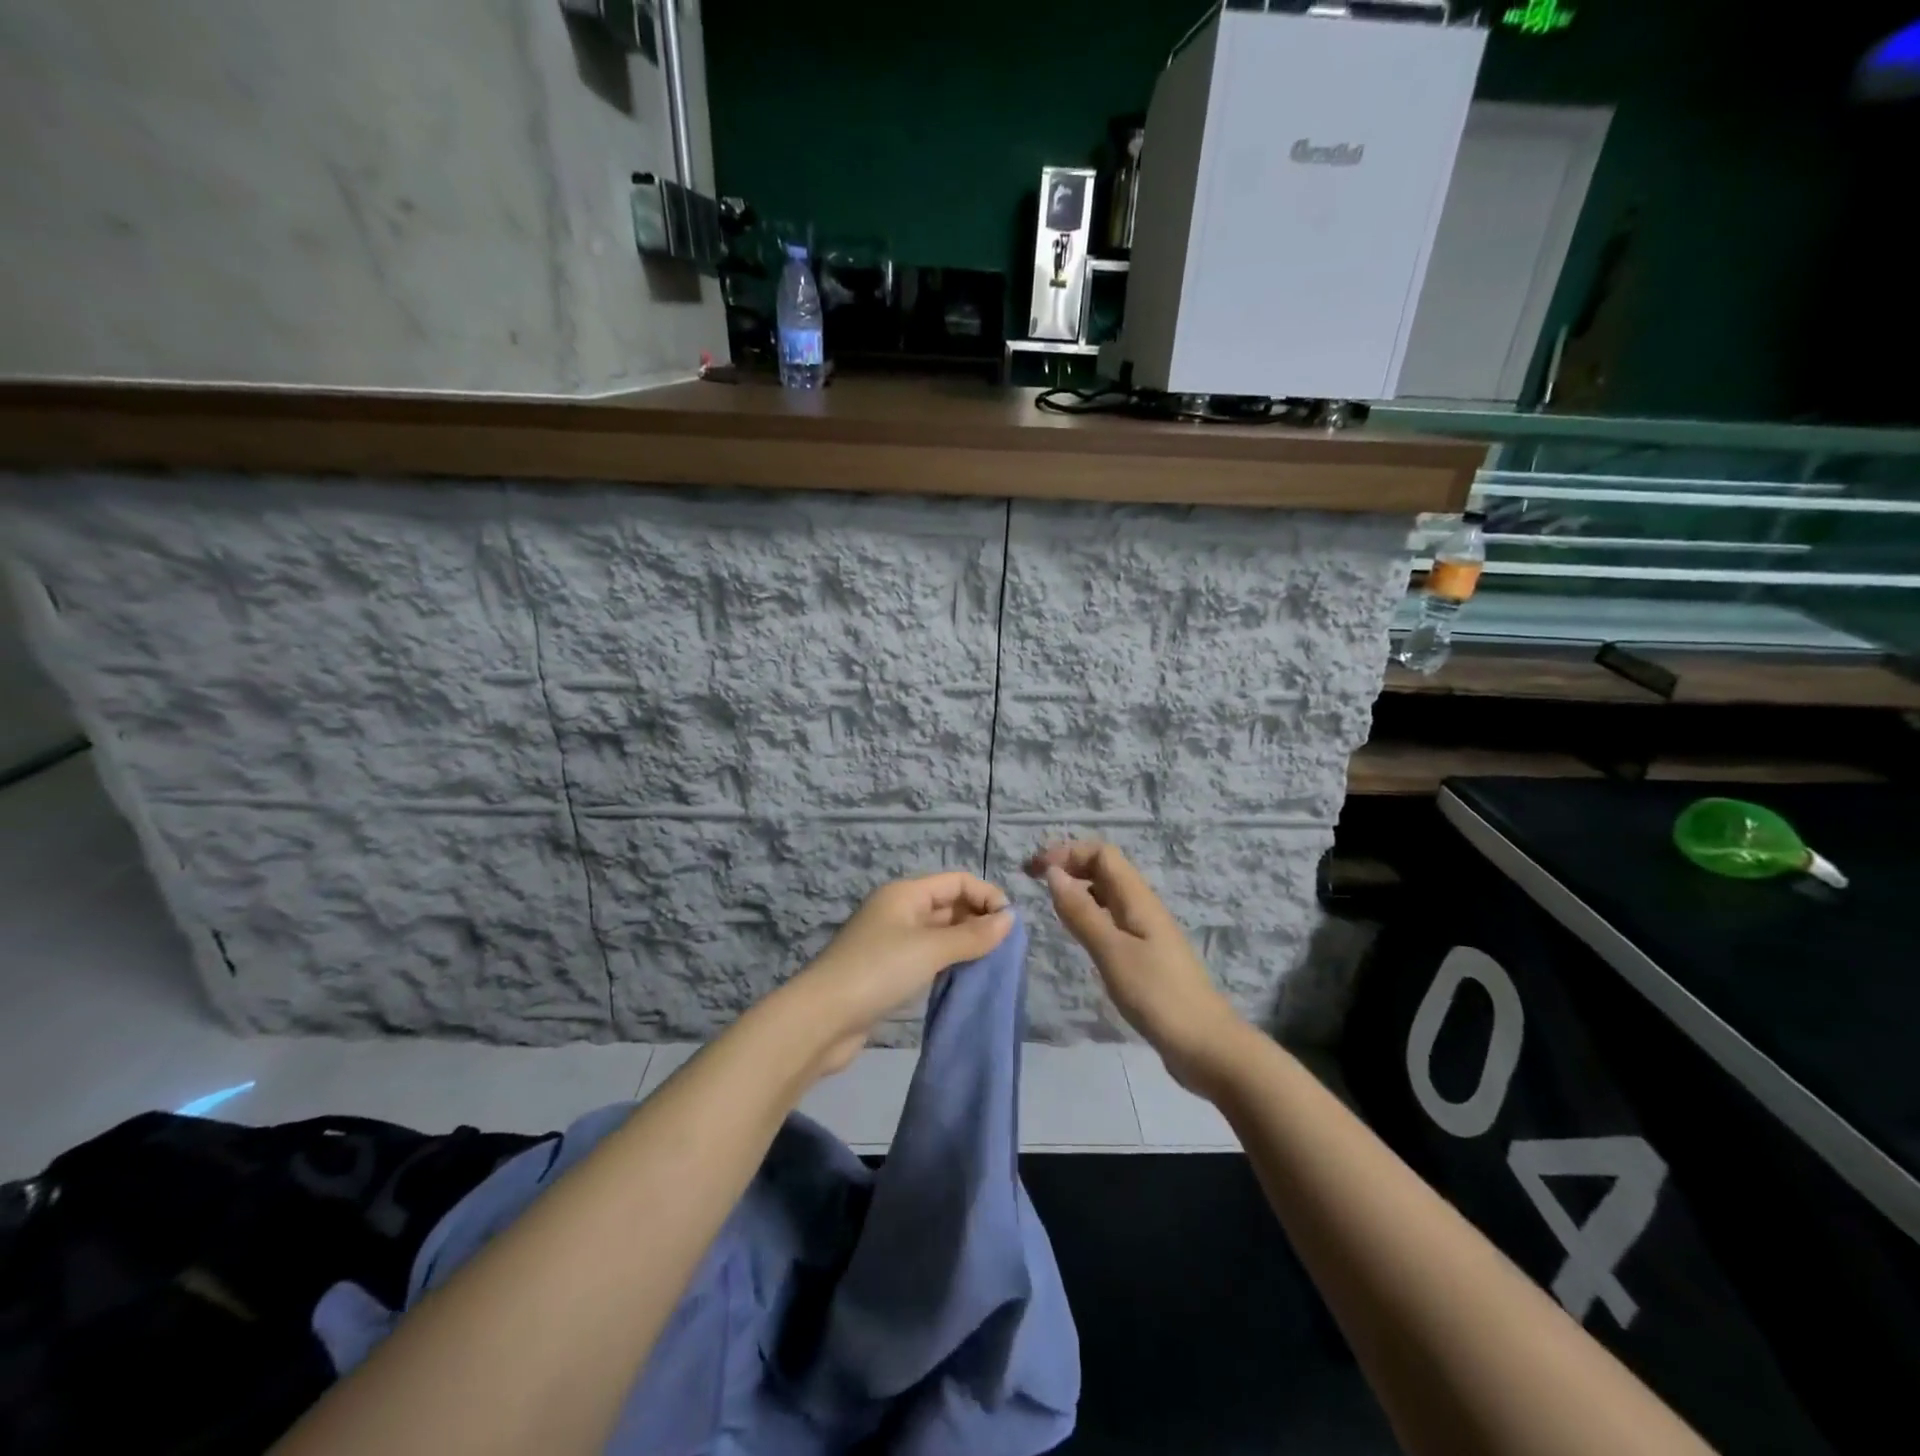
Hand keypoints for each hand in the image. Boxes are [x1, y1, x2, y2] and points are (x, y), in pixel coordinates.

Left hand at [786, 871, 1013, 1076]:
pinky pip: (928, 957)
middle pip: (948, 904)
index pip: (957, 881)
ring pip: (939, 933)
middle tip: (1004, 950)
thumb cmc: (879, 971)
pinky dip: (948, 963)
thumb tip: (1010, 918)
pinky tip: (964, 979)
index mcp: (906, 893)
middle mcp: (899, 910)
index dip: (986, 896)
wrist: (823, 1019)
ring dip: (965, 944)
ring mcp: (892, 941)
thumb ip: (973, 935)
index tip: (1010, 926)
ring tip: (990, 964)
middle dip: (978, 920)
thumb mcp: (930, 949)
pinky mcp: (888, 971)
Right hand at [1027, 841, 1242, 1089]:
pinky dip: (1089, 915)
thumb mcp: (1112, 952)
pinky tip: (1076, 934)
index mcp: (1137, 899)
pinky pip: (1111, 919)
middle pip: (1105, 869)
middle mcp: (1142, 907)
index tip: (1034, 870)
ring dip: (1078, 889)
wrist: (1205, 1045)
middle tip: (1033, 881)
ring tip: (1049, 904)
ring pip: (1107, 894)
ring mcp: (1146, 931)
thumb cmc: (1157, 995)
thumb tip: (1053, 873)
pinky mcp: (1145, 955)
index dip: (1067, 852)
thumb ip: (1081, 912)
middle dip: (1069, 865)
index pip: (1102, 853)